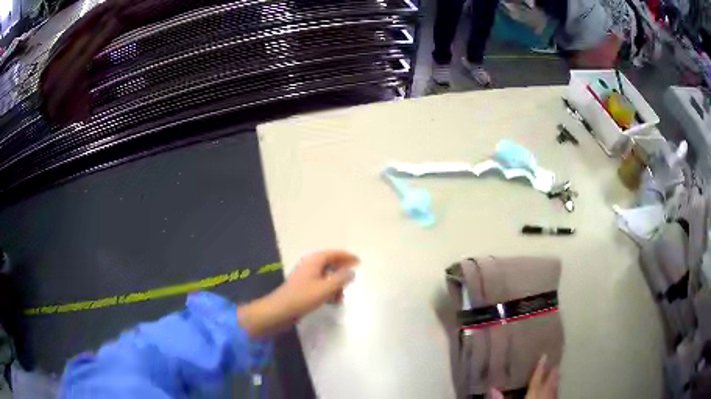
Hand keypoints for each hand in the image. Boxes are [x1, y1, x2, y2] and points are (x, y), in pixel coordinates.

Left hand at [237, 250, 358, 336]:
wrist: (281, 310)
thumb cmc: (303, 297)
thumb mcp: (325, 288)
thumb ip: (341, 279)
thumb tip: (351, 272)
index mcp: (314, 261)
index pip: (333, 254)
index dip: (346, 256)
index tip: (358, 261)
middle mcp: (310, 266)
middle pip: (330, 264)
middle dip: (342, 272)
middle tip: (353, 279)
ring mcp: (306, 277)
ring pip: (326, 276)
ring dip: (335, 285)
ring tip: (342, 296)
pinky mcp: (304, 288)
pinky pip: (320, 285)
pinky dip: (328, 291)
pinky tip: (333, 301)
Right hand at [487, 355, 558, 398]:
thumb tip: (492, 388)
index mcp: (532, 396)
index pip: (536, 381)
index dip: (539, 369)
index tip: (544, 356)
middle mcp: (543, 397)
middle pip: (548, 384)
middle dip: (551, 375)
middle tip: (555, 364)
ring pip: (554, 391)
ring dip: (556, 383)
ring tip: (558, 374)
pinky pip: (555, 397)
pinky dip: (556, 392)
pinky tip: (557, 392)